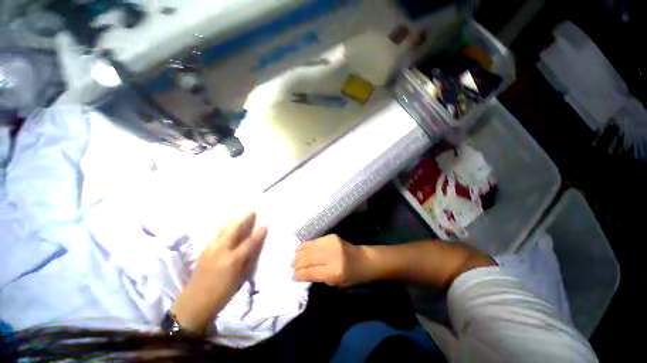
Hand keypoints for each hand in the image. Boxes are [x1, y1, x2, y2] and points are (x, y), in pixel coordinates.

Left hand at [171, 213, 266, 332]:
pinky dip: (223, 227)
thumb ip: (248, 261)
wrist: (193, 304)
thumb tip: (255, 247)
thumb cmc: (221, 294)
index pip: (249, 242)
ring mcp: (210, 249)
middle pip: (234, 230)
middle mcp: (221, 251)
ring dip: (233, 220)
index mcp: (232, 260)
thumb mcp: (239, 280)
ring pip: (223, 229)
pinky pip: (216, 234)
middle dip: (244, 220)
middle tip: (252, 211)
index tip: (265, 224)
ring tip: (239, 214)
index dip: (258, 233)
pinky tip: (226, 224)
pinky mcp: (203, 250)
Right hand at [292, 234, 369, 287]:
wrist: (363, 260)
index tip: (293, 277)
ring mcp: (331, 244)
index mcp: (334, 272)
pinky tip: (299, 248)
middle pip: (308, 258)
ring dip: (299, 253)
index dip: (299, 274)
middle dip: (297, 263)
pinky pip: (314, 241)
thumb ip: (317, 277)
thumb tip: (301, 273)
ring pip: (309, 248)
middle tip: (292, 267)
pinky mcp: (331, 236)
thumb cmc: (351, 277)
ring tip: (294, 258)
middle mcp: (332, 256)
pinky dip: (306, 245)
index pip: (310, 272)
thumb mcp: (335, 283)